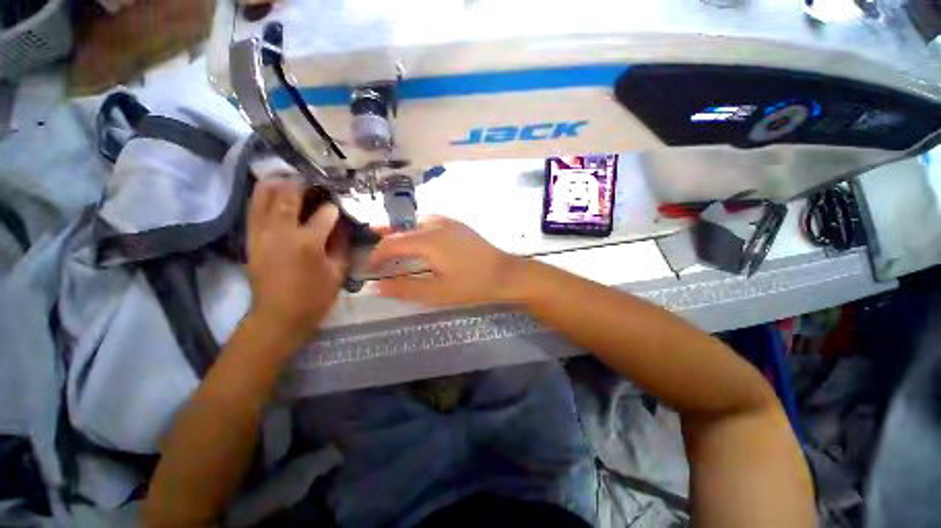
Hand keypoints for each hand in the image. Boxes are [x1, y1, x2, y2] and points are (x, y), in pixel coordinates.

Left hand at [246, 180, 348, 344]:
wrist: (278, 317)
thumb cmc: (314, 297)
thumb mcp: (337, 272)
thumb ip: (341, 245)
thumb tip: (343, 225)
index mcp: (308, 243)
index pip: (324, 214)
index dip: (334, 208)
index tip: (340, 205)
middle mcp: (281, 232)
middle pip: (289, 197)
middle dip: (302, 184)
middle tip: (312, 178)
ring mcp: (261, 235)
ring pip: (263, 198)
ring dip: (277, 183)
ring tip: (288, 176)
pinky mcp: (251, 240)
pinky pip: (253, 211)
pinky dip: (260, 197)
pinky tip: (269, 191)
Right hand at [366, 216, 525, 306]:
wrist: (505, 274)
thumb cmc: (472, 285)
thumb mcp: (437, 292)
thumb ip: (405, 288)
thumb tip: (376, 286)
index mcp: (428, 241)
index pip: (393, 243)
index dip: (378, 254)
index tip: (369, 267)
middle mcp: (436, 225)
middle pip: (403, 231)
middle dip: (386, 242)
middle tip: (376, 255)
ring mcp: (449, 222)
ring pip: (416, 223)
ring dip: (402, 233)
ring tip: (391, 242)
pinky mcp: (459, 225)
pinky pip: (430, 222)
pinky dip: (418, 229)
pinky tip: (420, 238)